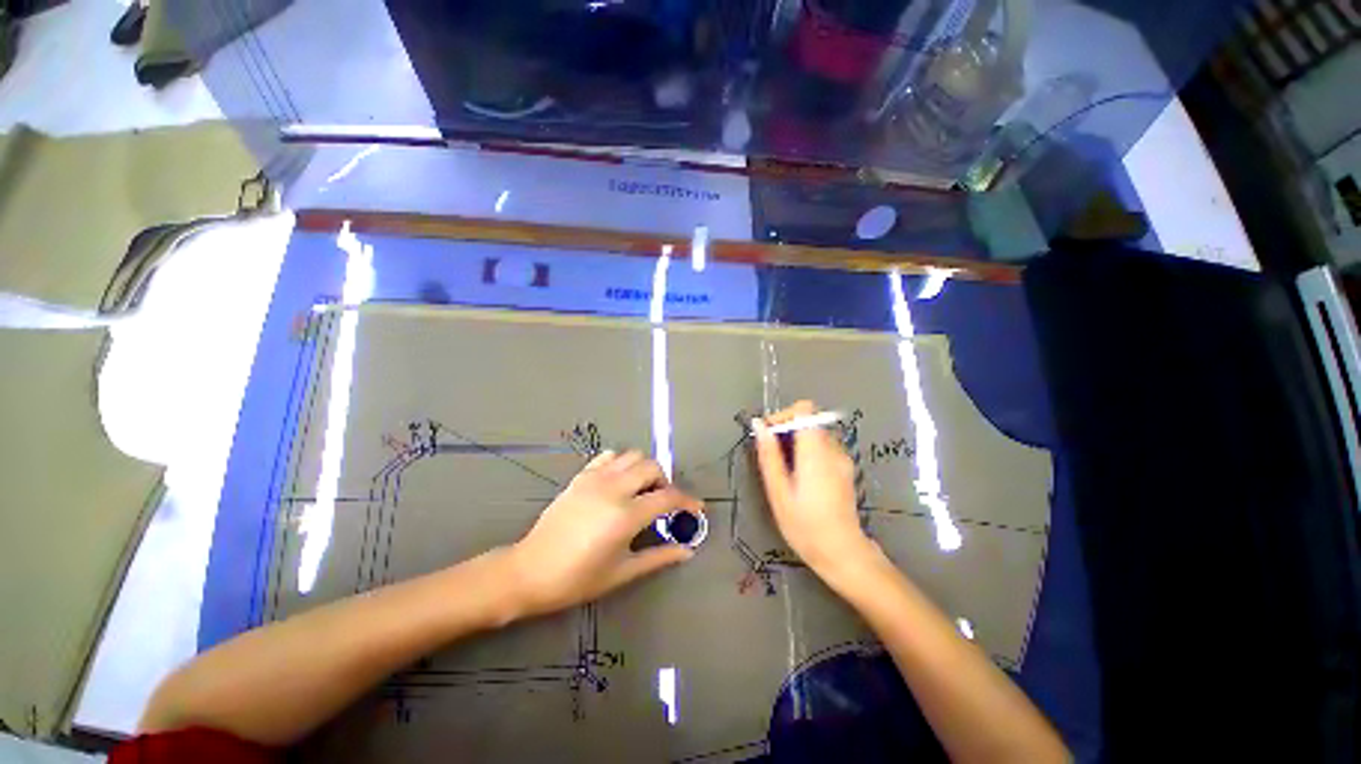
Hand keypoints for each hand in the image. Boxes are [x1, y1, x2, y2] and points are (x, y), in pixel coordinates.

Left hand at [507, 450, 698, 618]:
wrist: (529, 570)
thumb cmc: (577, 578)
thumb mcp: (622, 572)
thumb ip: (659, 557)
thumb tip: (687, 551)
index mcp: (626, 515)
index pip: (667, 497)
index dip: (687, 501)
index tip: (697, 508)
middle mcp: (613, 489)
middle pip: (652, 467)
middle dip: (665, 482)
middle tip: (663, 503)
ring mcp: (595, 478)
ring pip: (632, 456)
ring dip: (644, 469)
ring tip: (642, 491)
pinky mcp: (581, 476)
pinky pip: (608, 456)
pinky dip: (621, 463)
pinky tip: (619, 482)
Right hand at [753, 401, 876, 574]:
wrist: (842, 553)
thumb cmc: (805, 525)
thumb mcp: (778, 492)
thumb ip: (769, 455)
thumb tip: (759, 426)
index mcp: (815, 451)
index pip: (805, 409)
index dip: (784, 415)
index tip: (768, 434)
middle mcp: (833, 449)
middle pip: (810, 420)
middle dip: (787, 429)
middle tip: (771, 454)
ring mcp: (842, 458)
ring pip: (816, 433)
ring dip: (796, 440)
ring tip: (783, 468)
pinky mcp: (845, 468)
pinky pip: (823, 446)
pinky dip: (808, 450)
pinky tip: (800, 476)